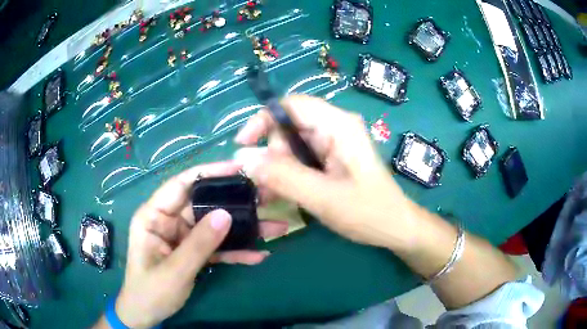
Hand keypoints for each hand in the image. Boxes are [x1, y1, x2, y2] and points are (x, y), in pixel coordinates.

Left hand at [114, 162, 287, 327]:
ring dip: (243, 230)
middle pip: (205, 205)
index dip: (208, 173)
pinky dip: (236, 252)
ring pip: (215, 227)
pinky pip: (217, 248)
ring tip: (275, 228)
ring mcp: (183, 237)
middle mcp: (170, 221)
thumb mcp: (174, 270)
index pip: (181, 185)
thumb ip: (199, 244)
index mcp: (154, 216)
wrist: (147, 314)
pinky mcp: (194, 252)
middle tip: (267, 199)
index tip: (238, 169)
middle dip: (236, 203)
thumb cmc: (150, 291)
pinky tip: (258, 255)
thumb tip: (227, 214)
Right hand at [234, 95, 419, 249]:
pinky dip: (288, 175)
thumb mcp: (323, 197)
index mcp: (338, 125)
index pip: (291, 105)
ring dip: (278, 169)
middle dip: (272, 154)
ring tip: (270, 195)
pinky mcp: (332, 160)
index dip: (263, 119)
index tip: (243, 145)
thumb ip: (283, 177)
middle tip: (266, 185)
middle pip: (289, 127)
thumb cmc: (368, 212)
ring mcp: (334, 144)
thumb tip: (243, 159)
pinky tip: (282, 195)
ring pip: (292, 146)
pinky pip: (301, 159)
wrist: (395, 227)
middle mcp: (335, 128)